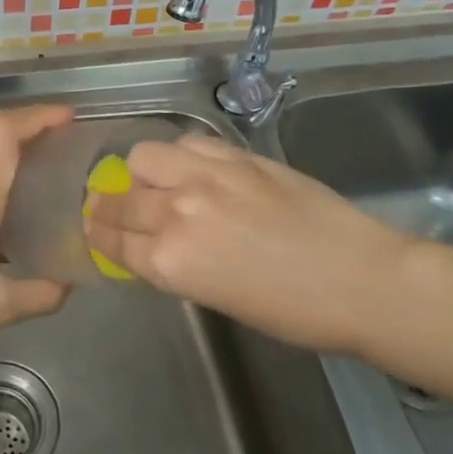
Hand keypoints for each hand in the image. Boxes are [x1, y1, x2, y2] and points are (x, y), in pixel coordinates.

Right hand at [83, 134, 410, 353]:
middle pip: (120, 199)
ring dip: (140, 171)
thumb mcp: (216, 299)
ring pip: (144, 157)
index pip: (113, 240)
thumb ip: (175, 265)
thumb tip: (152, 243)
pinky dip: (179, 155)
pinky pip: (187, 142)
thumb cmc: (290, 311)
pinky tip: (192, 167)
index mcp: (169, 262)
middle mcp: (176, 213)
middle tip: (113, 205)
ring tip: (155, 180)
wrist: (359, 279)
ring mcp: (206, 177)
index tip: (93, 227)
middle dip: (108, 204)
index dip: (98, 234)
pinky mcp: (236, 156)